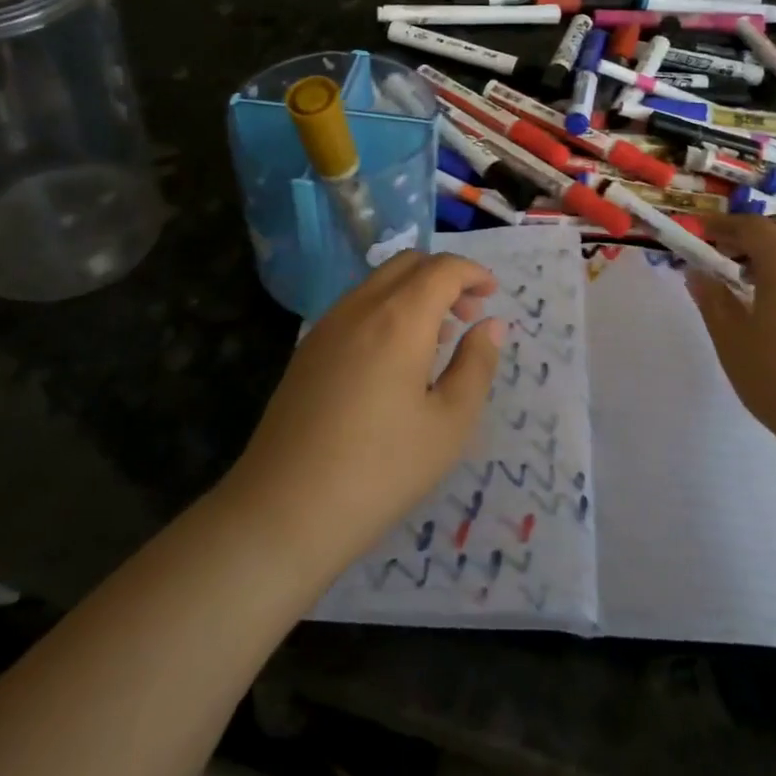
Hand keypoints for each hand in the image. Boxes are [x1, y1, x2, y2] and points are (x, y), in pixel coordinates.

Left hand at [225, 252, 503, 576]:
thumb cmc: (380, 470)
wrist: (283, 511)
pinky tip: (395, 359)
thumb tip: (491, 324)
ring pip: (379, 282)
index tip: (493, 293)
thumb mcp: (449, 425)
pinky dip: (387, 309)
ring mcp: (327, 325)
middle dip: (445, 277)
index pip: (442, 269)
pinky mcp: (307, 349)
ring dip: (415, 292)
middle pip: (408, 263)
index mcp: (400, 318)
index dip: (473, 272)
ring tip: (438, 339)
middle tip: (469, 313)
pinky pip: (356, 306)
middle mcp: (361, 307)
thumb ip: (476, 365)